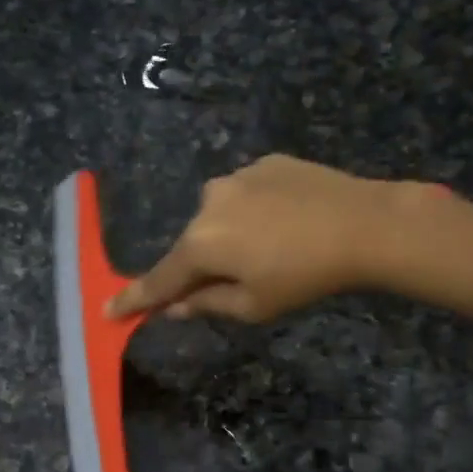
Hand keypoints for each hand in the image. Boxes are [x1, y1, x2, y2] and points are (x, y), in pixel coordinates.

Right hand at [109, 155, 407, 322]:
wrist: (364, 224)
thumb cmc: (305, 276)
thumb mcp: (254, 306)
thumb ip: (206, 304)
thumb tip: (173, 307)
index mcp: (200, 243)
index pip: (159, 279)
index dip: (135, 298)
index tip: (108, 309)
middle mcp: (207, 203)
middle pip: (193, 244)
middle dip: (205, 265)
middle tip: (238, 282)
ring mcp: (237, 176)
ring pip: (221, 216)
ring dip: (232, 234)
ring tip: (274, 248)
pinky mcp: (266, 162)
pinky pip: (248, 193)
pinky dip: (256, 211)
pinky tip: (288, 221)